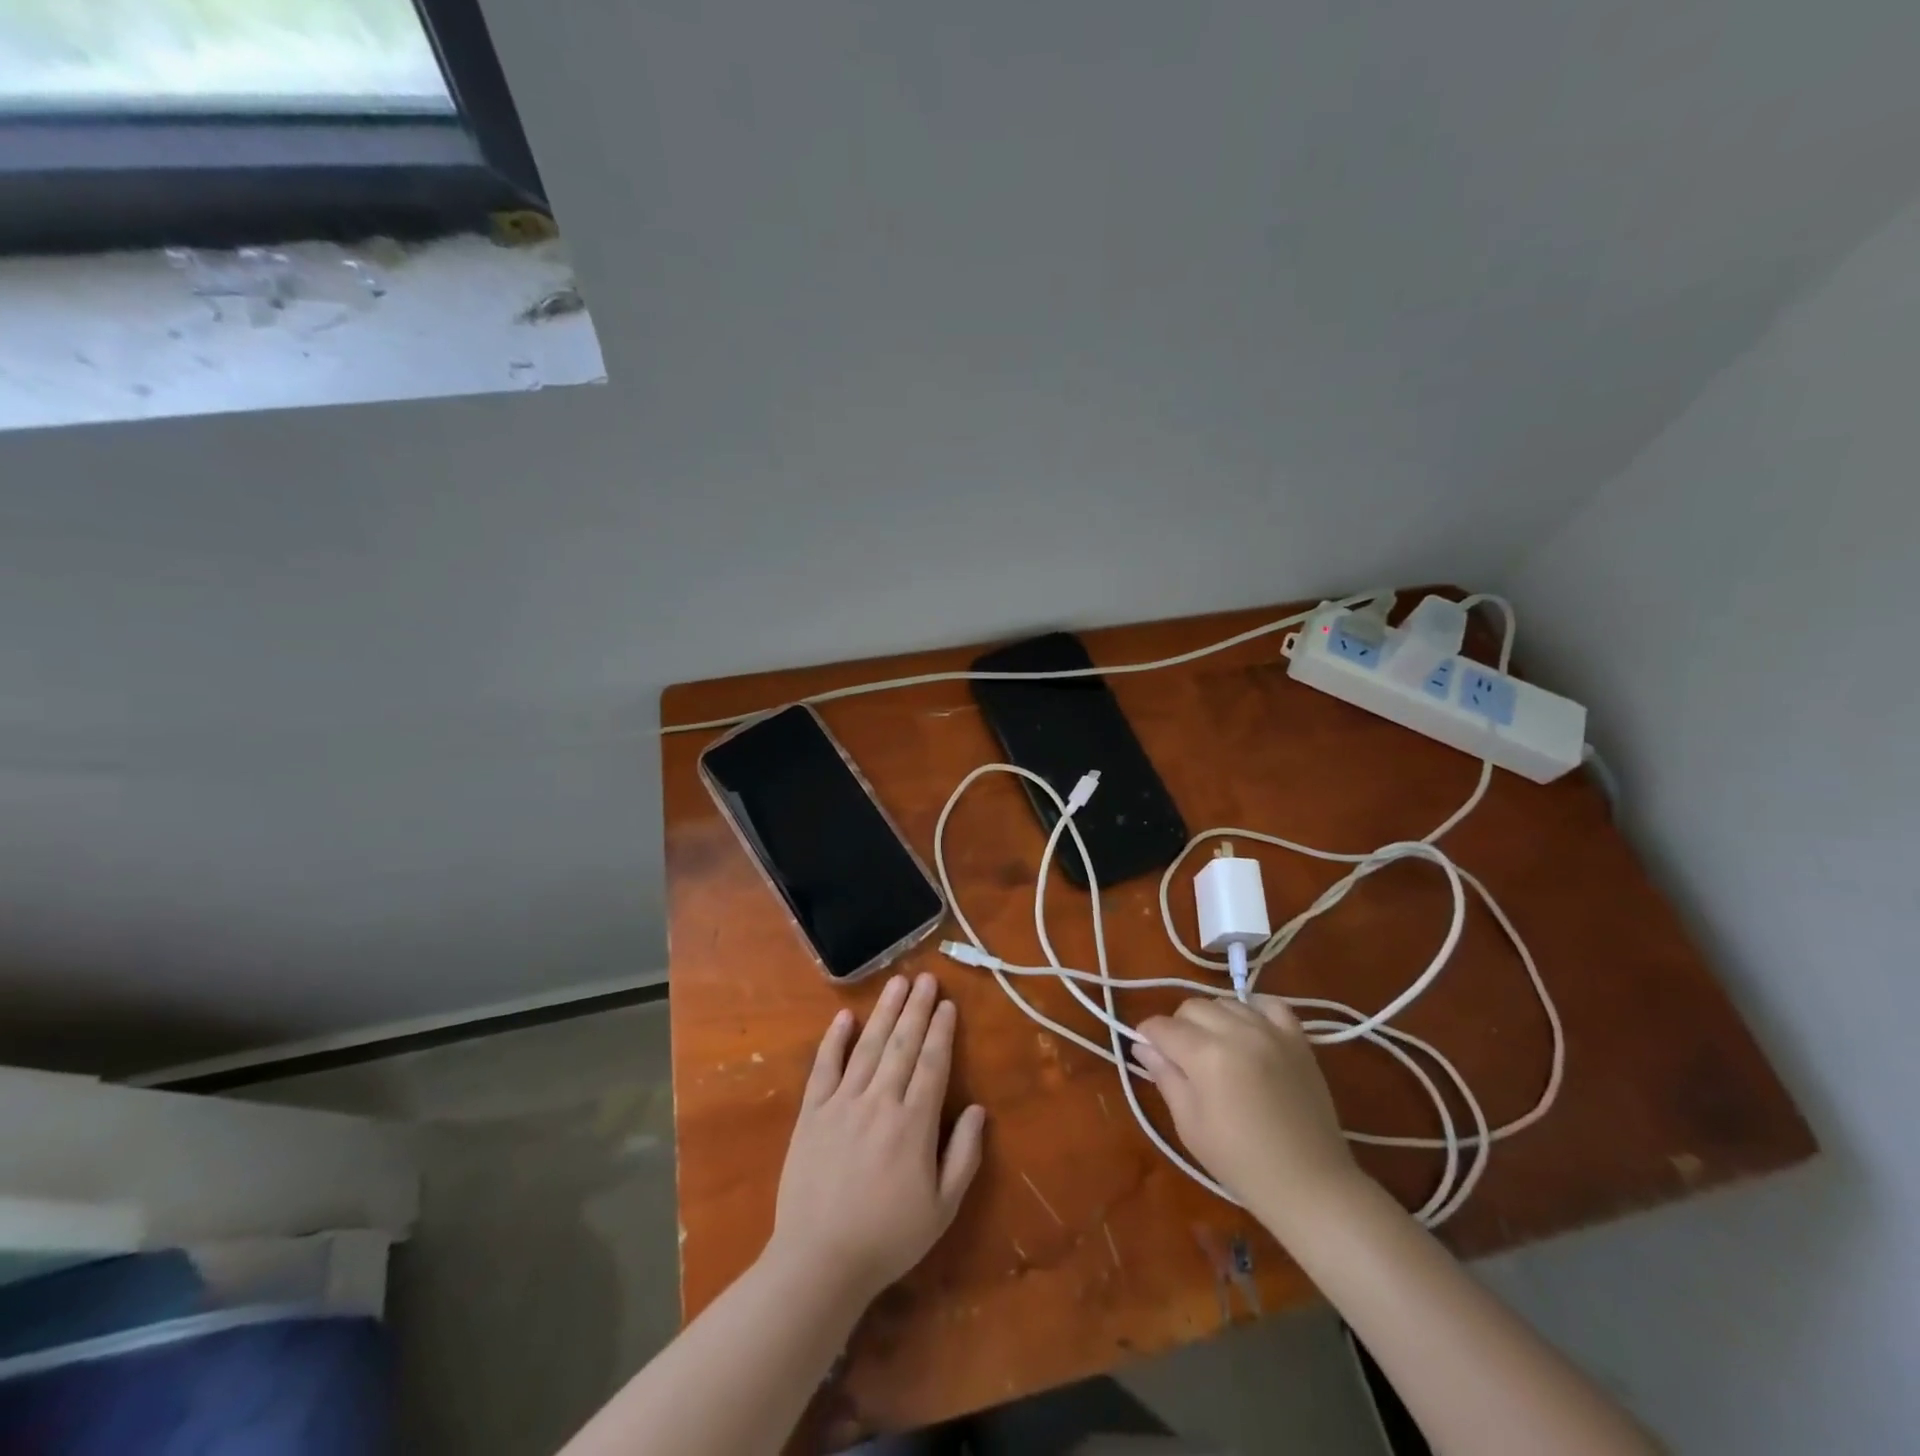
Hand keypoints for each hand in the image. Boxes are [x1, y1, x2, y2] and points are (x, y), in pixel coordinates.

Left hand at [766, 973, 986, 1304]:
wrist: (819, 1261)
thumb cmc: (888, 1238)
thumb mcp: (942, 1208)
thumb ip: (964, 1155)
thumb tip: (980, 1110)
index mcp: (914, 1124)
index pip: (933, 1064)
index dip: (941, 1031)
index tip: (948, 1004)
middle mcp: (880, 1102)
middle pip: (903, 1045)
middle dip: (917, 1008)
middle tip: (926, 978)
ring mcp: (842, 1103)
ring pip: (868, 1046)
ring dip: (885, 1012)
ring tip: (897, 983)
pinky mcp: (811, 1113)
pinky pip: (824, 1067)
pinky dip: (835, 1040)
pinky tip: (846, 1017)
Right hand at [1134, 995, 1361, 1225]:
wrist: (1310, 1184)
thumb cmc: (1240, 1162)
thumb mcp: (1189, 1124)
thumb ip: (1165, 1076)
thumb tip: (1142, 1046)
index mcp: (1206, 1055)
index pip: (1162, 1027)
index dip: (1148, 1036)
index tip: (1148, 1051)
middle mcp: (1237, 1032)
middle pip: (1192, 1007)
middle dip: (1178, 1026)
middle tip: (1183, 1058)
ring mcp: (1271, 1032)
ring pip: (1226, 1002)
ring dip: (1213, 1019)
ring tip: (1216, 1048)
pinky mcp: (1298, 1039)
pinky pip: (1270, 1004)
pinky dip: (1254, 1009)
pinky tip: (1249, 1029)